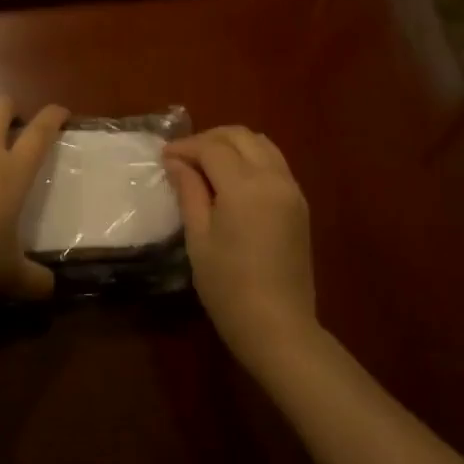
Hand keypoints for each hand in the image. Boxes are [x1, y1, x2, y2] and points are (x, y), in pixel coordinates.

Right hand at [163, 126, 317, 368]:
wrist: (278, 327)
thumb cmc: (228, 287)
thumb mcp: (198, 238)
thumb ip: (189, 192)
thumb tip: (176, 162)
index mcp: (245, 186)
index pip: (212, 147)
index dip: (185, 147)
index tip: (164, 157)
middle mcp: (273, 178)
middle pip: (240, 136)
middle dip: (209, 139)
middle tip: (183, 157)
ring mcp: (292, 189)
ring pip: (261, 144)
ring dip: (232, 144)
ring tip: (207, 164)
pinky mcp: (300, 204)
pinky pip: (275, 163)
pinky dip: (251, 158)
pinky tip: (232, 179)